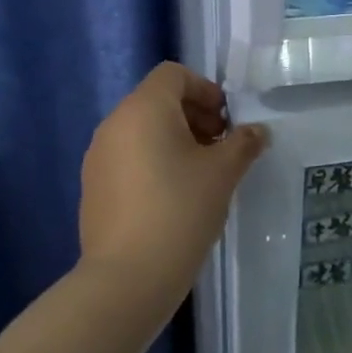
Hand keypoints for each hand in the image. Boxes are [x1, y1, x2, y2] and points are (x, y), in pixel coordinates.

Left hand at [78, 63, 266, 315]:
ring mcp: (98, 156)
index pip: (173, 74)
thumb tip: (258, 131)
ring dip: (175, 140)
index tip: (227, 121)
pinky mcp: (93, 186)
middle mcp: (114, 124)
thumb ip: (243, 143)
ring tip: (201, 174)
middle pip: (157, 100)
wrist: (127, 277)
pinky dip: (153, 161)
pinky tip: (174, 197)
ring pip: (142, 130)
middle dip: (194, 116)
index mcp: (143, 109)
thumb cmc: (180, 211)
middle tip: (221, 148)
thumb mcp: (223, 174)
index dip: (205, 89)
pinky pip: (128, 157)